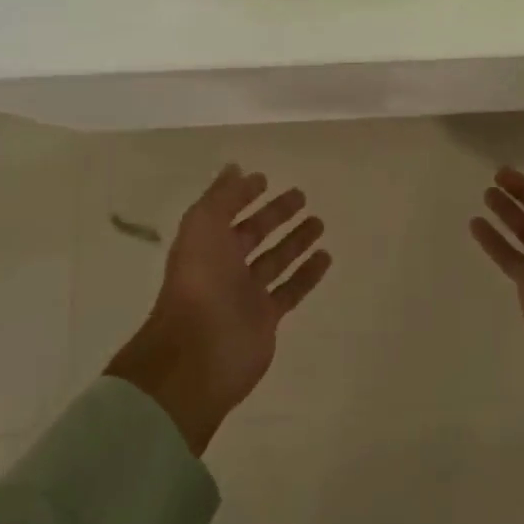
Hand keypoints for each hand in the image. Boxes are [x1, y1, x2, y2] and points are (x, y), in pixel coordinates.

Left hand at [107, 165, 332, 453]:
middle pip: (253, 234)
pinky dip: (307, 274)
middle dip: (274, 215)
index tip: (264, 179)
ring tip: (319, 222)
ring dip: (295, 241)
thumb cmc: (200, 283)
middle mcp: (224, 267)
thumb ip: (221, 197)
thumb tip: (236, 169)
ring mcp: (245, 294)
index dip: (242, 195)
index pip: (226, 212)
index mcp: (204, 244)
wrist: (198, 354)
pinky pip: (290, 290)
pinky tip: (325, 257)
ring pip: (275, 260)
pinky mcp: (266, 318)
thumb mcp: (203, 227)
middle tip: (300, 195)